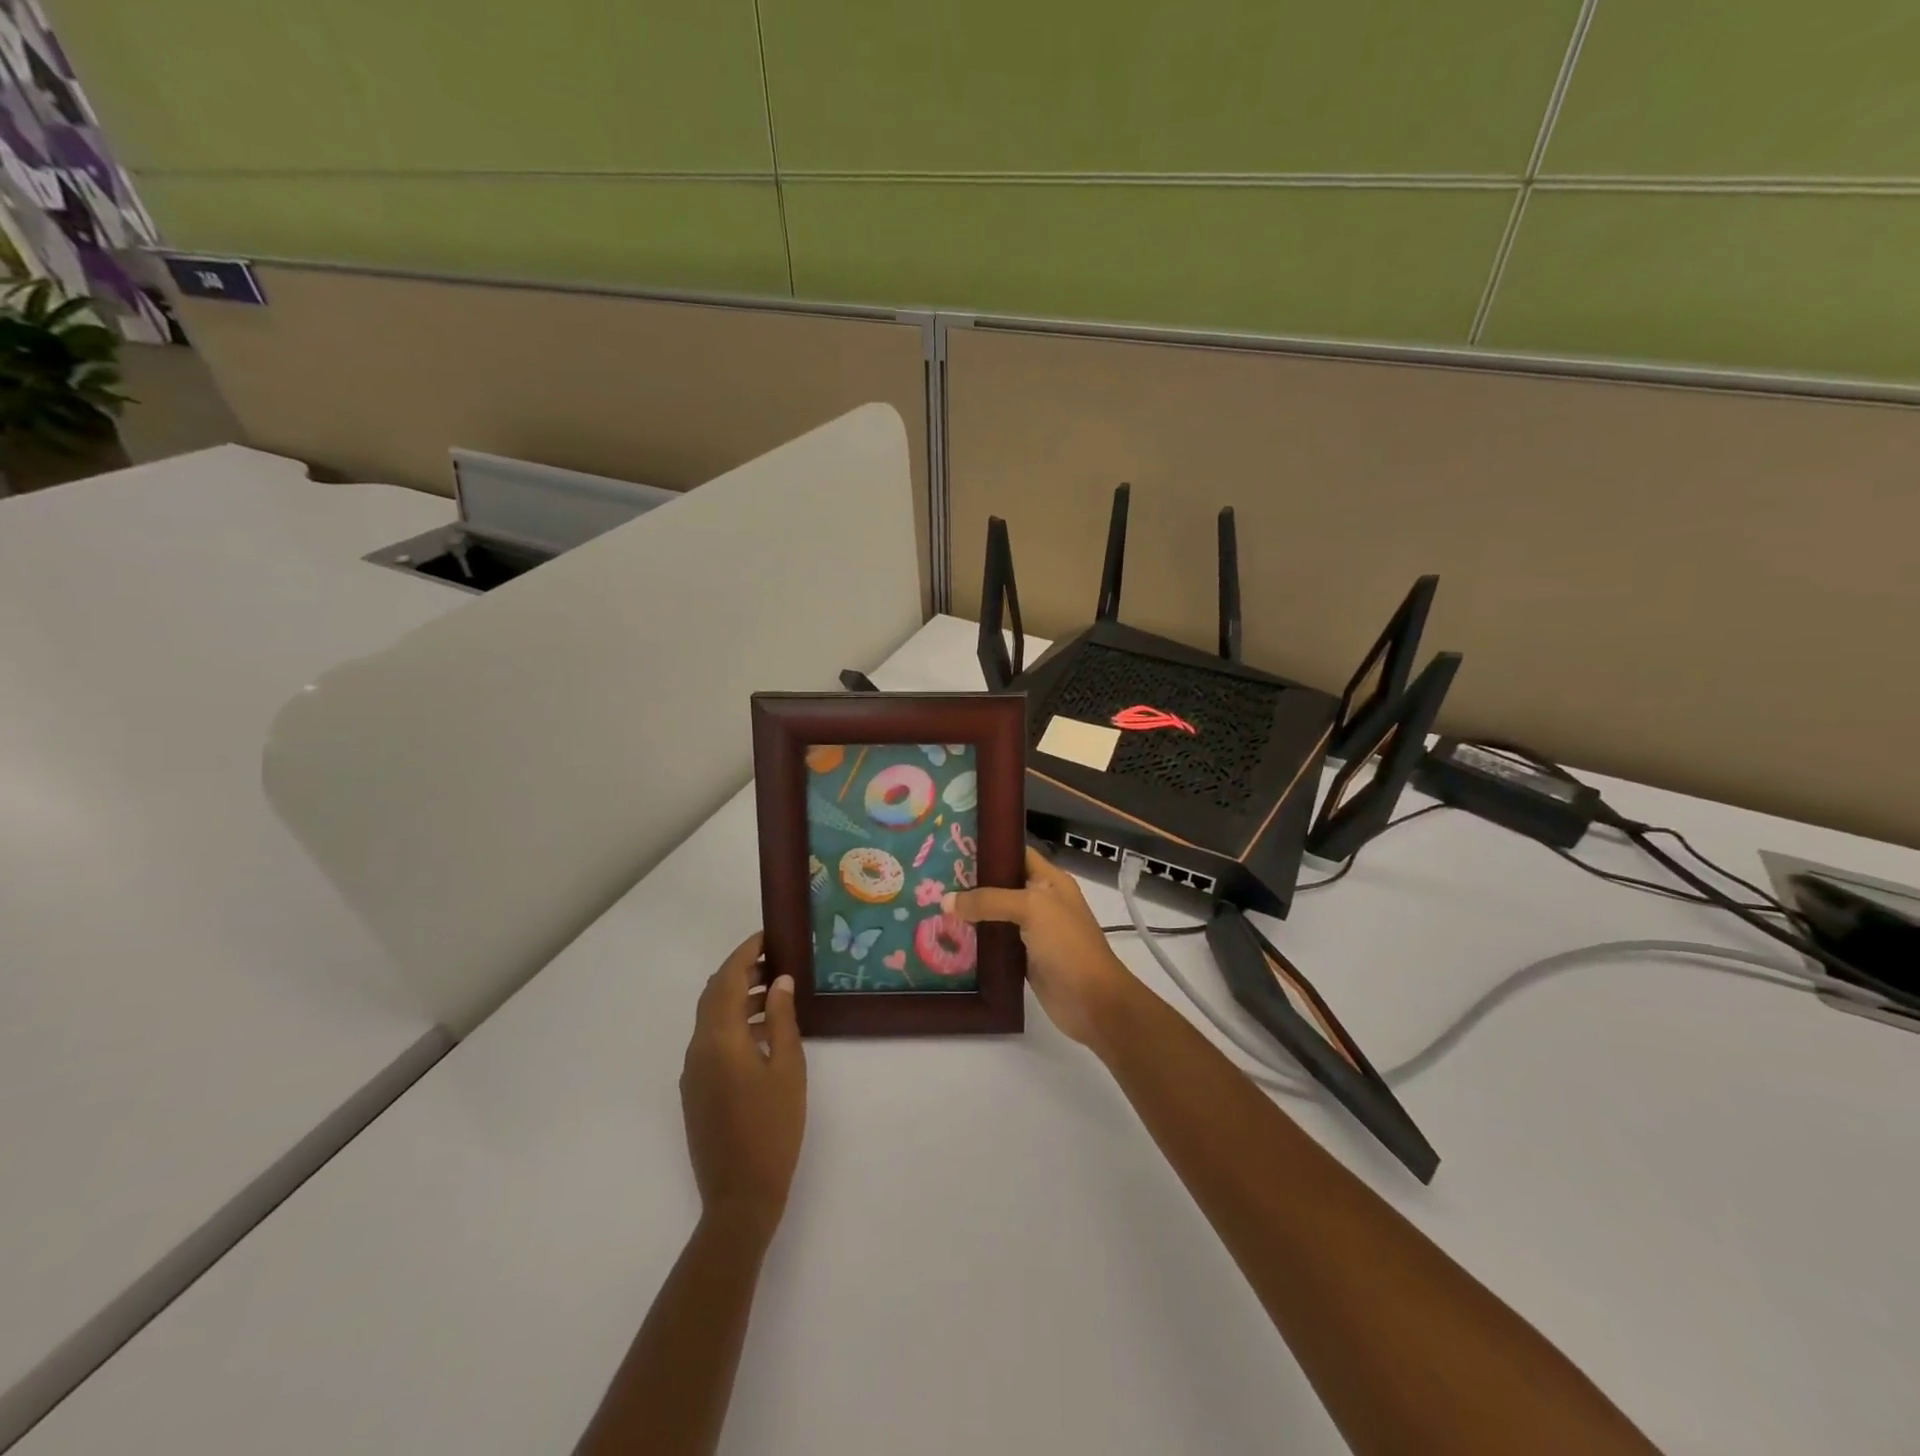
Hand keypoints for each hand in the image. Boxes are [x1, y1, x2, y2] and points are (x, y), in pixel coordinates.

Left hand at [679, 934, 805, 1240]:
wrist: (739, 1196)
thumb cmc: (773, 1128)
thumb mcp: (788, 1068)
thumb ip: (781, 1019)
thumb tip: (780, 981)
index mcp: (719, 1039)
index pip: (727, 980)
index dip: (745, 953)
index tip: (767, 936)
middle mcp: (697, 1049)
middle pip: (714, 995)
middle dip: (741, 972)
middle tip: (776, 960)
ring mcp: (693, 1072)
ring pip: (711, 1019)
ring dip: (737, 998)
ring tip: (775, 992)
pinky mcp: (695, 1091)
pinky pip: (710, 1041)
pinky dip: (733, 1024)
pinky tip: (762, 1031)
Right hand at [946, 847, 1137, 1046]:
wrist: (1092, 1002)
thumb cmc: (1068, 945)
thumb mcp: (1032, 909)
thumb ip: (989, 900)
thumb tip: (946, 901)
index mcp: (1050, 880)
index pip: (1015, 853)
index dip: (988, 848)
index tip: (953, 846)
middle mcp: (1041, 901)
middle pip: (1001, 884)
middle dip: (971, 882)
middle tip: (933, 877)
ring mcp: (1032, 931)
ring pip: (995, 915)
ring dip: (970, 913)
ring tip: (933, 904)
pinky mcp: (1023, 958)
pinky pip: (995, 943)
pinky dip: (975, 940)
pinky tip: (948, 936)